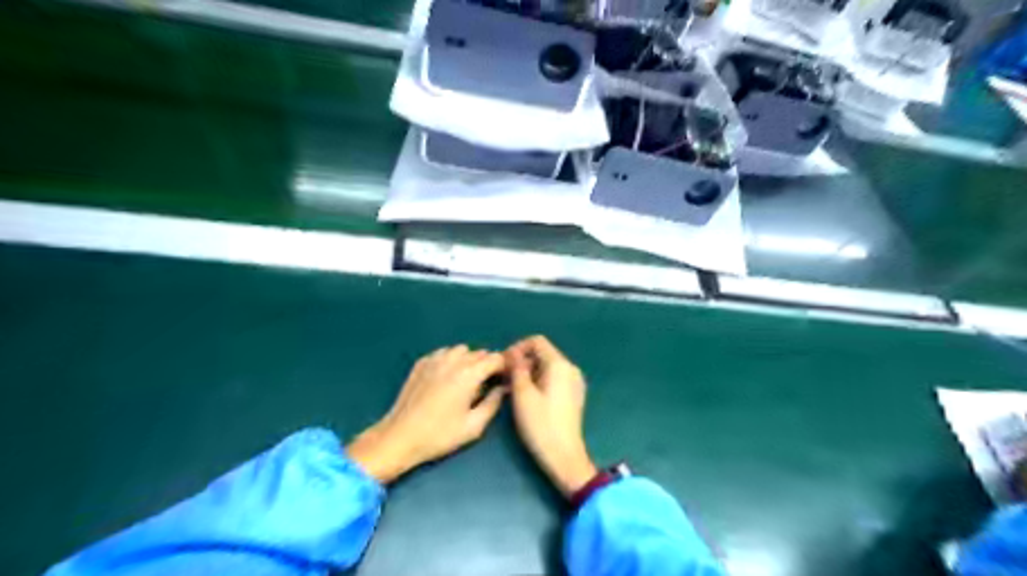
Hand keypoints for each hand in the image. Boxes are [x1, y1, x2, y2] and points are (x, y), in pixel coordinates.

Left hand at [345, 344, 504, 483]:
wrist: (400, 436)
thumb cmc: (440, 435)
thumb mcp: (474, 426)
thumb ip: (493, 403)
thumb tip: (503, 388)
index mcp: (469, 374)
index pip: (495, 358)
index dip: (504, 367)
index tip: (504, 379)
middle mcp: (453, 361)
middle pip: (479, 353)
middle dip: (487, 364)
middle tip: (487, 383)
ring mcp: (435, 360)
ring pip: (461, 350)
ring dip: (468, 360)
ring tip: (466, 379)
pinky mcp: (421, 363)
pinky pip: (443, 353)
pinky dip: (450, 360)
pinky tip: (447, 377)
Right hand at [504, 336, 594, 497]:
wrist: (564, 456)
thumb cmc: (541, 424)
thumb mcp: (522, 394)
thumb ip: (516, 368)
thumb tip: (511, 353)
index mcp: (560, 365)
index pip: (537, 342)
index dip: (517, 347)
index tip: (503, 363)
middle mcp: (570, 369)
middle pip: (543, 354)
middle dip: (522, 361)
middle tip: (504, 377)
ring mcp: (574, 382)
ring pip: (547, 367)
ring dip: (528, 372)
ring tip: (511, 388)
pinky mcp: (573, 395)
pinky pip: (553, 379)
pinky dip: (538, 381)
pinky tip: (526, 397)